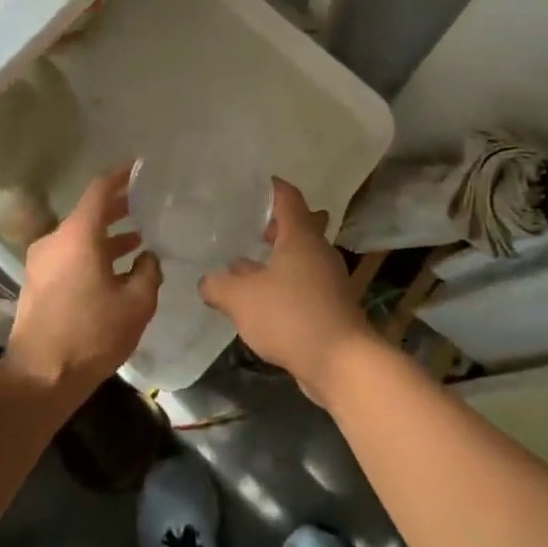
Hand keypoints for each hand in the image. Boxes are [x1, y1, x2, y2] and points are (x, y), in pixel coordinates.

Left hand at [4, 167, 161, 407]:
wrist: (40, 378)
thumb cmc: (92, 334)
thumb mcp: (137, 303)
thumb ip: (148, 271)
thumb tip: (147, 257)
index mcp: (79, 236)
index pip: (99, 190)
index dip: (121, 176)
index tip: (139, 168)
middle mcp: (55, 241)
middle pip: (89, 213)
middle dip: (118, 208)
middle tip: (145, 205)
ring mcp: (41, 262)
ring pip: (80, 237)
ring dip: (107, 236)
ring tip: (137, 241)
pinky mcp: (37, 283)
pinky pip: (69, 256)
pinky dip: (93, 254)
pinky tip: (116, 270)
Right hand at [199, 179, 374, 402]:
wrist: (341, 362)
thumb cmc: (291, 316)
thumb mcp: (242, 299)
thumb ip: (219, 285)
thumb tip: (207, 280)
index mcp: (301, 236)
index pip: (288, 198)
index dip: (272, 188)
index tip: (255, 184)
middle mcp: (318, 251)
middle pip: (300, 226)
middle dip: (276, 226)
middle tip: (250, 228)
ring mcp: (328, 279)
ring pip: (301, 258)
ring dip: (278, 259)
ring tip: (247, 266)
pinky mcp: (330, 306)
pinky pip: (304, 284)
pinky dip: (285, 284)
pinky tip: (263, 300)